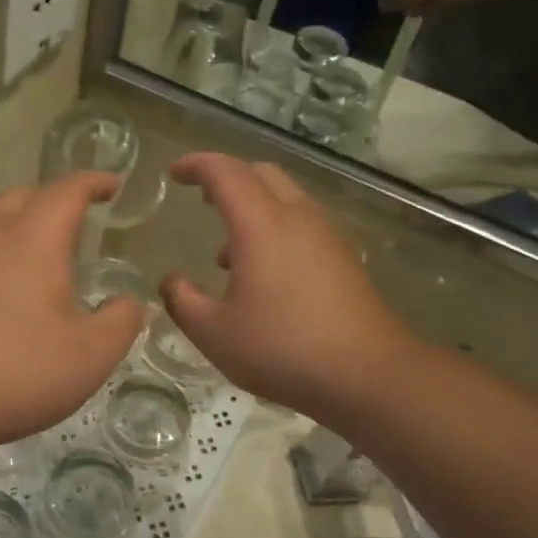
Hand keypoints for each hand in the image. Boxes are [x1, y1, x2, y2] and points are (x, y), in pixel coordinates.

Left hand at [0, 173, 143, 454]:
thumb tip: (129, 302)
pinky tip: (2, 299)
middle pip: (24, 197)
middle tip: (78, 223)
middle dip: (55, 201)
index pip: (68, 190)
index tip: (112, 183)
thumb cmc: (13, 371)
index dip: (94, 181)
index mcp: (33, 238)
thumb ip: (121, 322)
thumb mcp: (89, 355)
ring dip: (21, 230)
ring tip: (43, 264)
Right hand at [159, 154, 406, 418]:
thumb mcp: (214, 333)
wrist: (367, 373)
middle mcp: (296, 216)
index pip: (224, 172)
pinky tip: (265, 274)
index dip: (196, 165)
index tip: (175, 173)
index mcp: (260, 223)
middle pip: (260, 173)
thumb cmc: (282, 348)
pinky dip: (275, 227)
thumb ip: (182, 301)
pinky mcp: (344, 256)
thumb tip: (170, 281)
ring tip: (227, 252)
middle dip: (227, 177)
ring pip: (285, 197)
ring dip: (253, 207)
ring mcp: (326, 234)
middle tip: (202, 198)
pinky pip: (302, 222)